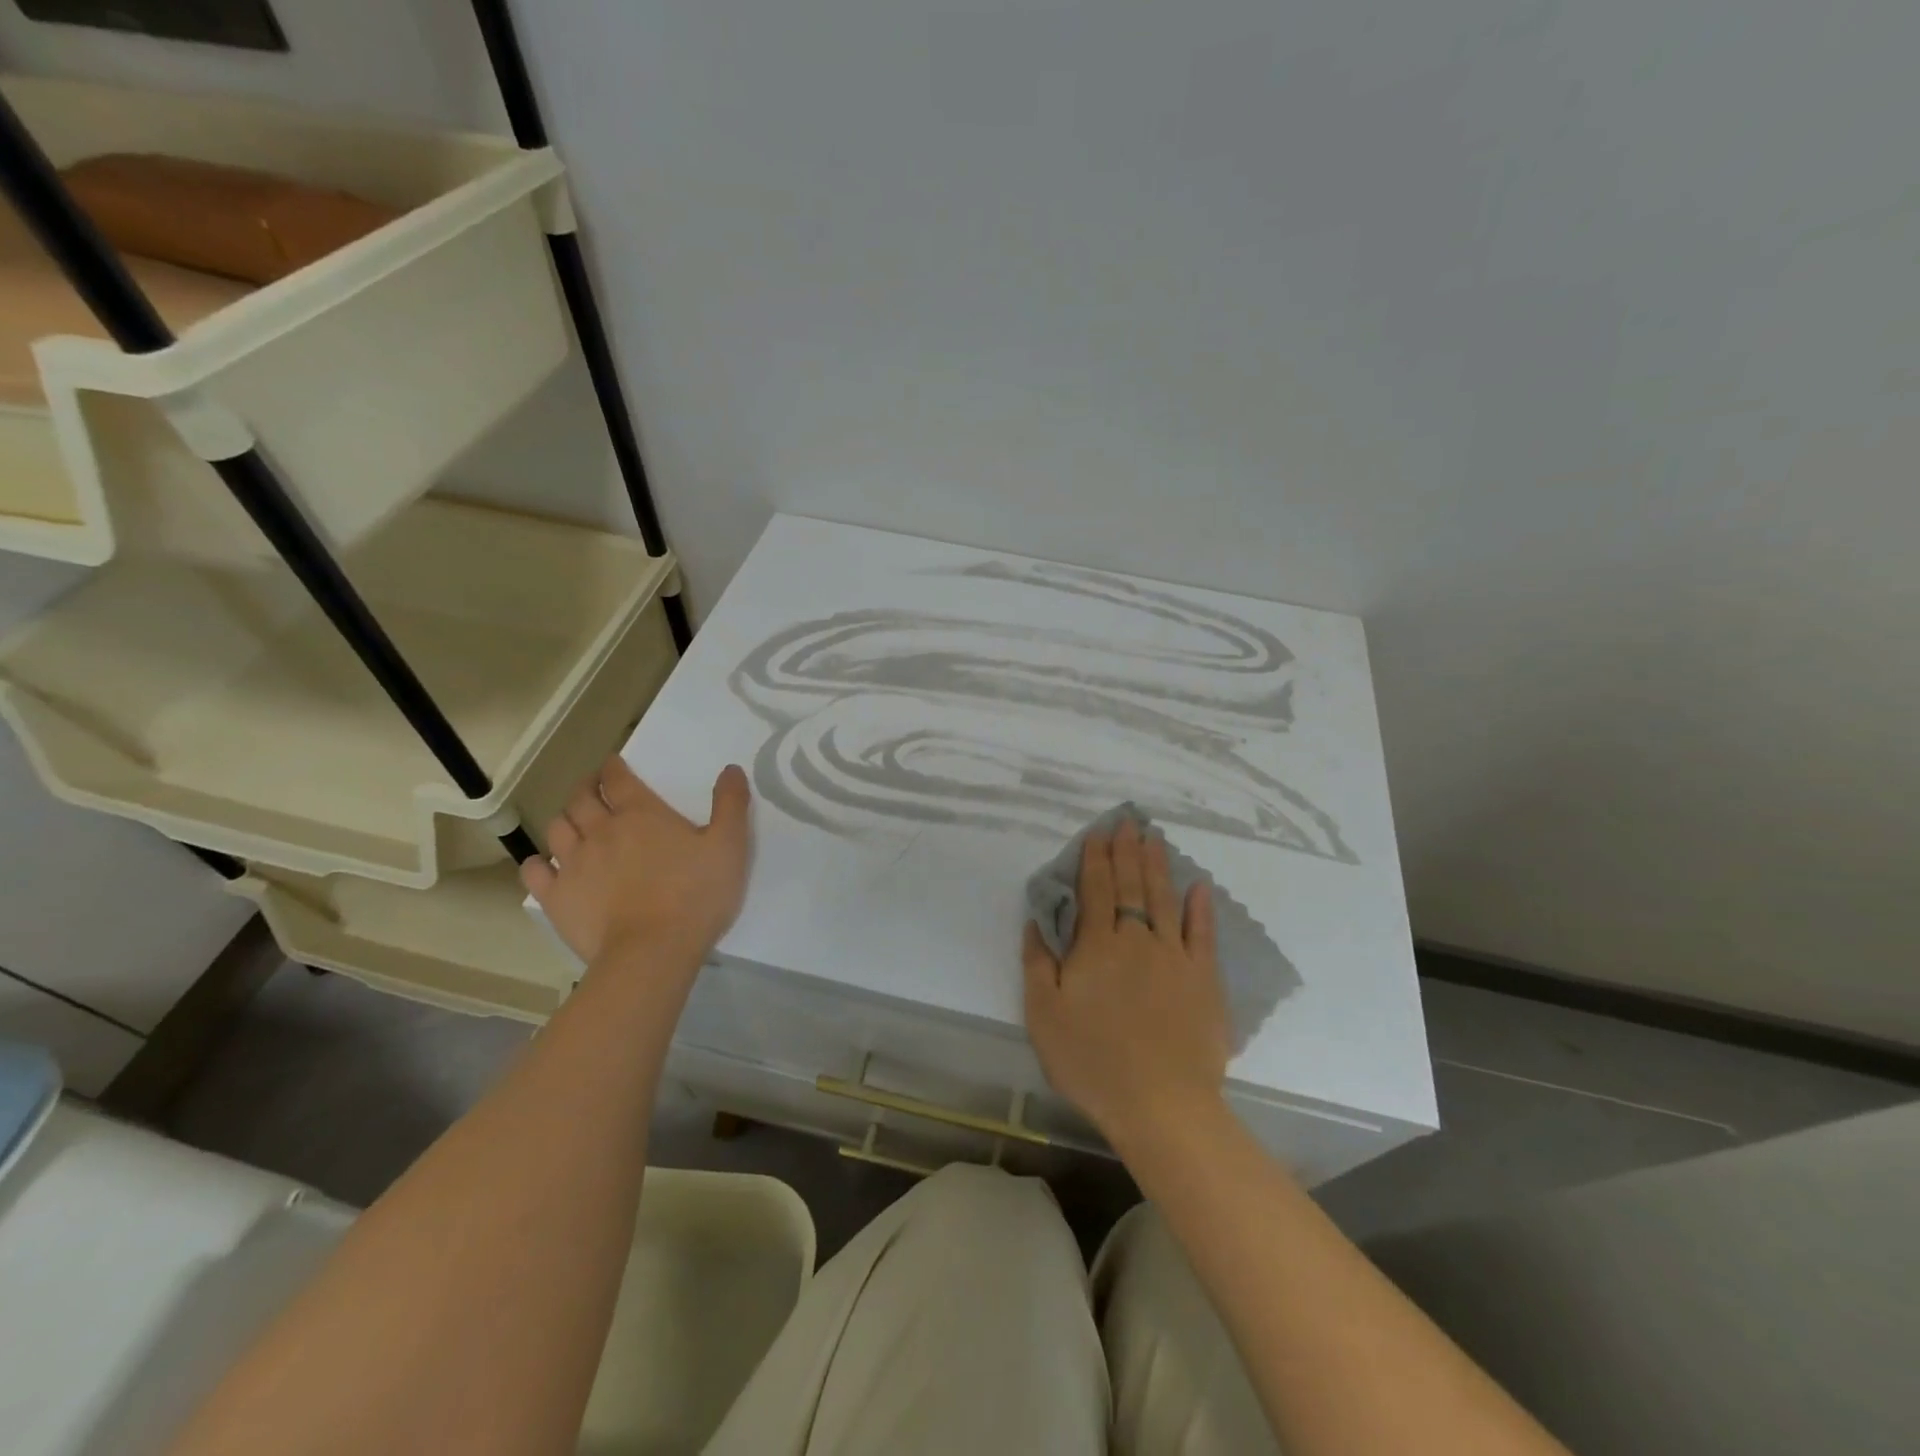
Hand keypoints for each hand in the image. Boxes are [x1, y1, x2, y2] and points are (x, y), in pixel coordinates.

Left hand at [521, 757, 751, 967]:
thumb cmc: (696, 895)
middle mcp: (600, 830)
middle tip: (595, 787)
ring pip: (557, 828)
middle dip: (587, 786)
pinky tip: (545, 865)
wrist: (652, 951)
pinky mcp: (556, 897)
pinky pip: (534, 871)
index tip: (615, 764)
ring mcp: (572, 864)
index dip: (614, 767)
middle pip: (582, 797)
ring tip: (575, 823)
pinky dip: (537, 863)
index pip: (618, 778)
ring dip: (565, 818)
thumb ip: (731, 804)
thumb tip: (731, 769)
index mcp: (641, 814)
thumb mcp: (729, 846)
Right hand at [1023, 817, 1230, 1152]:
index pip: (1096, 889)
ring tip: (1154, 838)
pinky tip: (1199, 886)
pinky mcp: (1204, 979)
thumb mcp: (1043, 1016)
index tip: (1098, 833)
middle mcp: (1137, 939)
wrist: (1161, 1104)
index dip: (1095, 859)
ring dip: (1158, 865)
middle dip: (1127, 851)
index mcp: (1097, 946)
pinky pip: (1202, 934)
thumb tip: (1036, 921)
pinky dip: (1200, 907)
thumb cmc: (1093, 1062)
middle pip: (1131, 885)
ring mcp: (1175, 956)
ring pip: (1164, 899)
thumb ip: (1037, 963)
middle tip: (1128, 822)